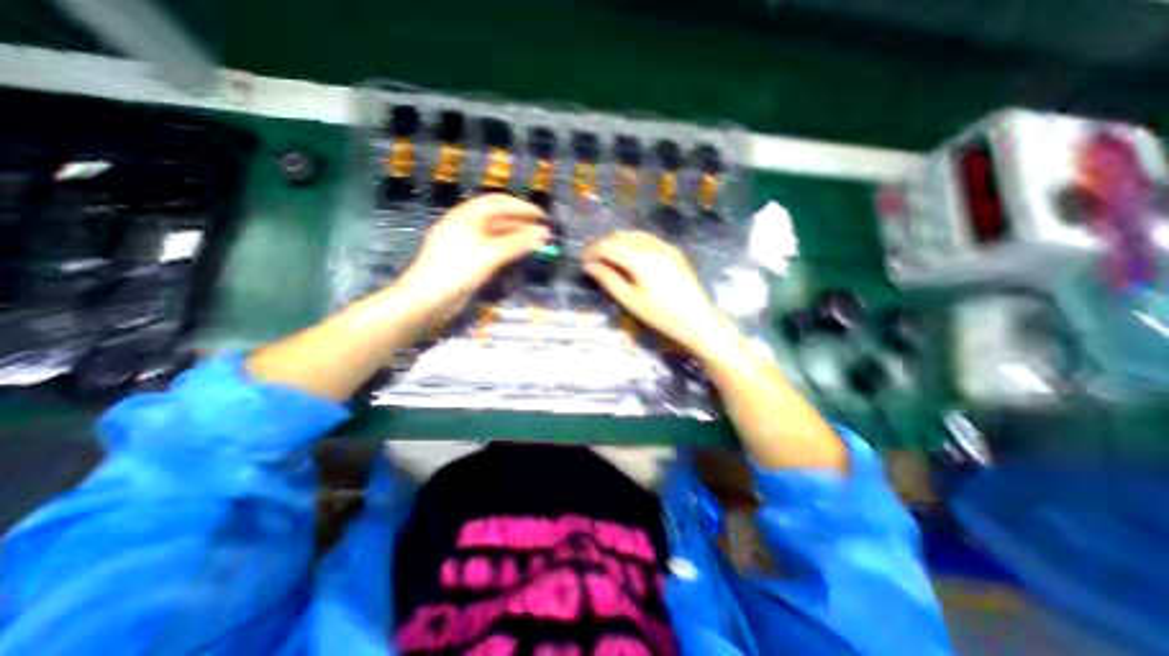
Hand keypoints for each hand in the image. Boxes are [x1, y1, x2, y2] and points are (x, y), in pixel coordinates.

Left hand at [397, 195, 548, 327]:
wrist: (426, 300)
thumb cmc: (457, 271)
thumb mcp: (490, 254)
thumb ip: (518, 242)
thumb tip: (544, 233)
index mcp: (466, 216)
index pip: (498, 202)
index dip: (522, 207)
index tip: (543, 217)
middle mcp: (464, 224)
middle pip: (497, 216)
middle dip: (521, 221)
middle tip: (542, 231)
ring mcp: (463, 242)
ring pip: (494, 232)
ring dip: (515, 235)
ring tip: (535, 243)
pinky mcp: (465, 258)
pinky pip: (490, 246)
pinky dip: (506, 247)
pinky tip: (517, 254)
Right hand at [584, 228, 736, 356]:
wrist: (697, 319)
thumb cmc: (660, 315)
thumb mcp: (630, 300)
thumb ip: (608, 279)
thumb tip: (588, 265)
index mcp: (639, 258)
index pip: (608, 245)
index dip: (592, 251)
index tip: (582, 261)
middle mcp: (652, 246)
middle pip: (620, 236)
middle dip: (603, 245)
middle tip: (593, 261)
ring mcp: (665, 246)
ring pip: (633, 235)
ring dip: (618, 242)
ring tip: (609, 259)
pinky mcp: (673, 251)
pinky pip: (647, 239)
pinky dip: (633, 243)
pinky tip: (630, 256)